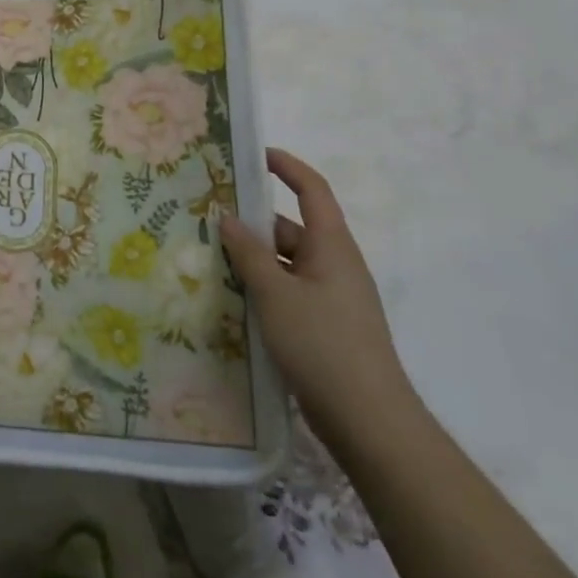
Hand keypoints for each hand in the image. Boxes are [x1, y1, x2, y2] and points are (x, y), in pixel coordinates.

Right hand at [221, 148, 418, 450]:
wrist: (370, 423)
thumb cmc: (323, 345)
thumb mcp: (276, 294)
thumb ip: (249, 253)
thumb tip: (228, 217)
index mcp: (332, 246)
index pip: (312, 190)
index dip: (286, 166)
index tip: (253, 154)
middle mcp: (335, 265)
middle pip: (291, 229)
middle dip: (253, 222)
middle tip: (208, 216)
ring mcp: (332, 298)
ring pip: (286, 264)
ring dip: (253, 259)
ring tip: (208, 258)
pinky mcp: (325, 327)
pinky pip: (288, 292)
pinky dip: (262, 288)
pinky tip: (232, 299)